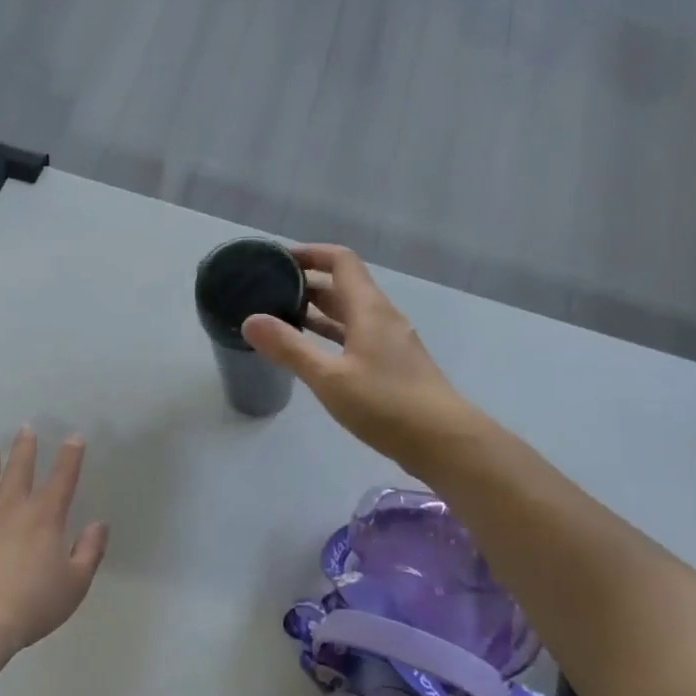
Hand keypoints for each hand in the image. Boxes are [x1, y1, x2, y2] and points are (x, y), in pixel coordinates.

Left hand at [0, 426, 109, 655]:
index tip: (74, 436)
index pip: (62, 478)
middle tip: (25, 428)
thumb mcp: (74, 585)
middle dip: (24, 448)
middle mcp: (10, 508)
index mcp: (44, 517)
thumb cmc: (30, 604)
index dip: (70, 456)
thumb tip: (100, 525)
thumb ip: (89, 552)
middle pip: (19, 470)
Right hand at [242, 244, 472, 476]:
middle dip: (307, 283)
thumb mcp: (329, 377)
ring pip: (349, 313)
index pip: (341, 261)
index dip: (310, 253)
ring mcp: (390, 342)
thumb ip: (289, 348)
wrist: (445, 442)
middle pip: (343, 286)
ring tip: (281, 317)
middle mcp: (382, 317)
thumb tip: (251, 320)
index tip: (278, 259)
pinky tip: (312, 352)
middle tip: (268, 290)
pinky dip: (331, 334)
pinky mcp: (393, 365)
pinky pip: (356, 336)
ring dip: (318, 310)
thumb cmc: (386, 404)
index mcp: (369, 309)